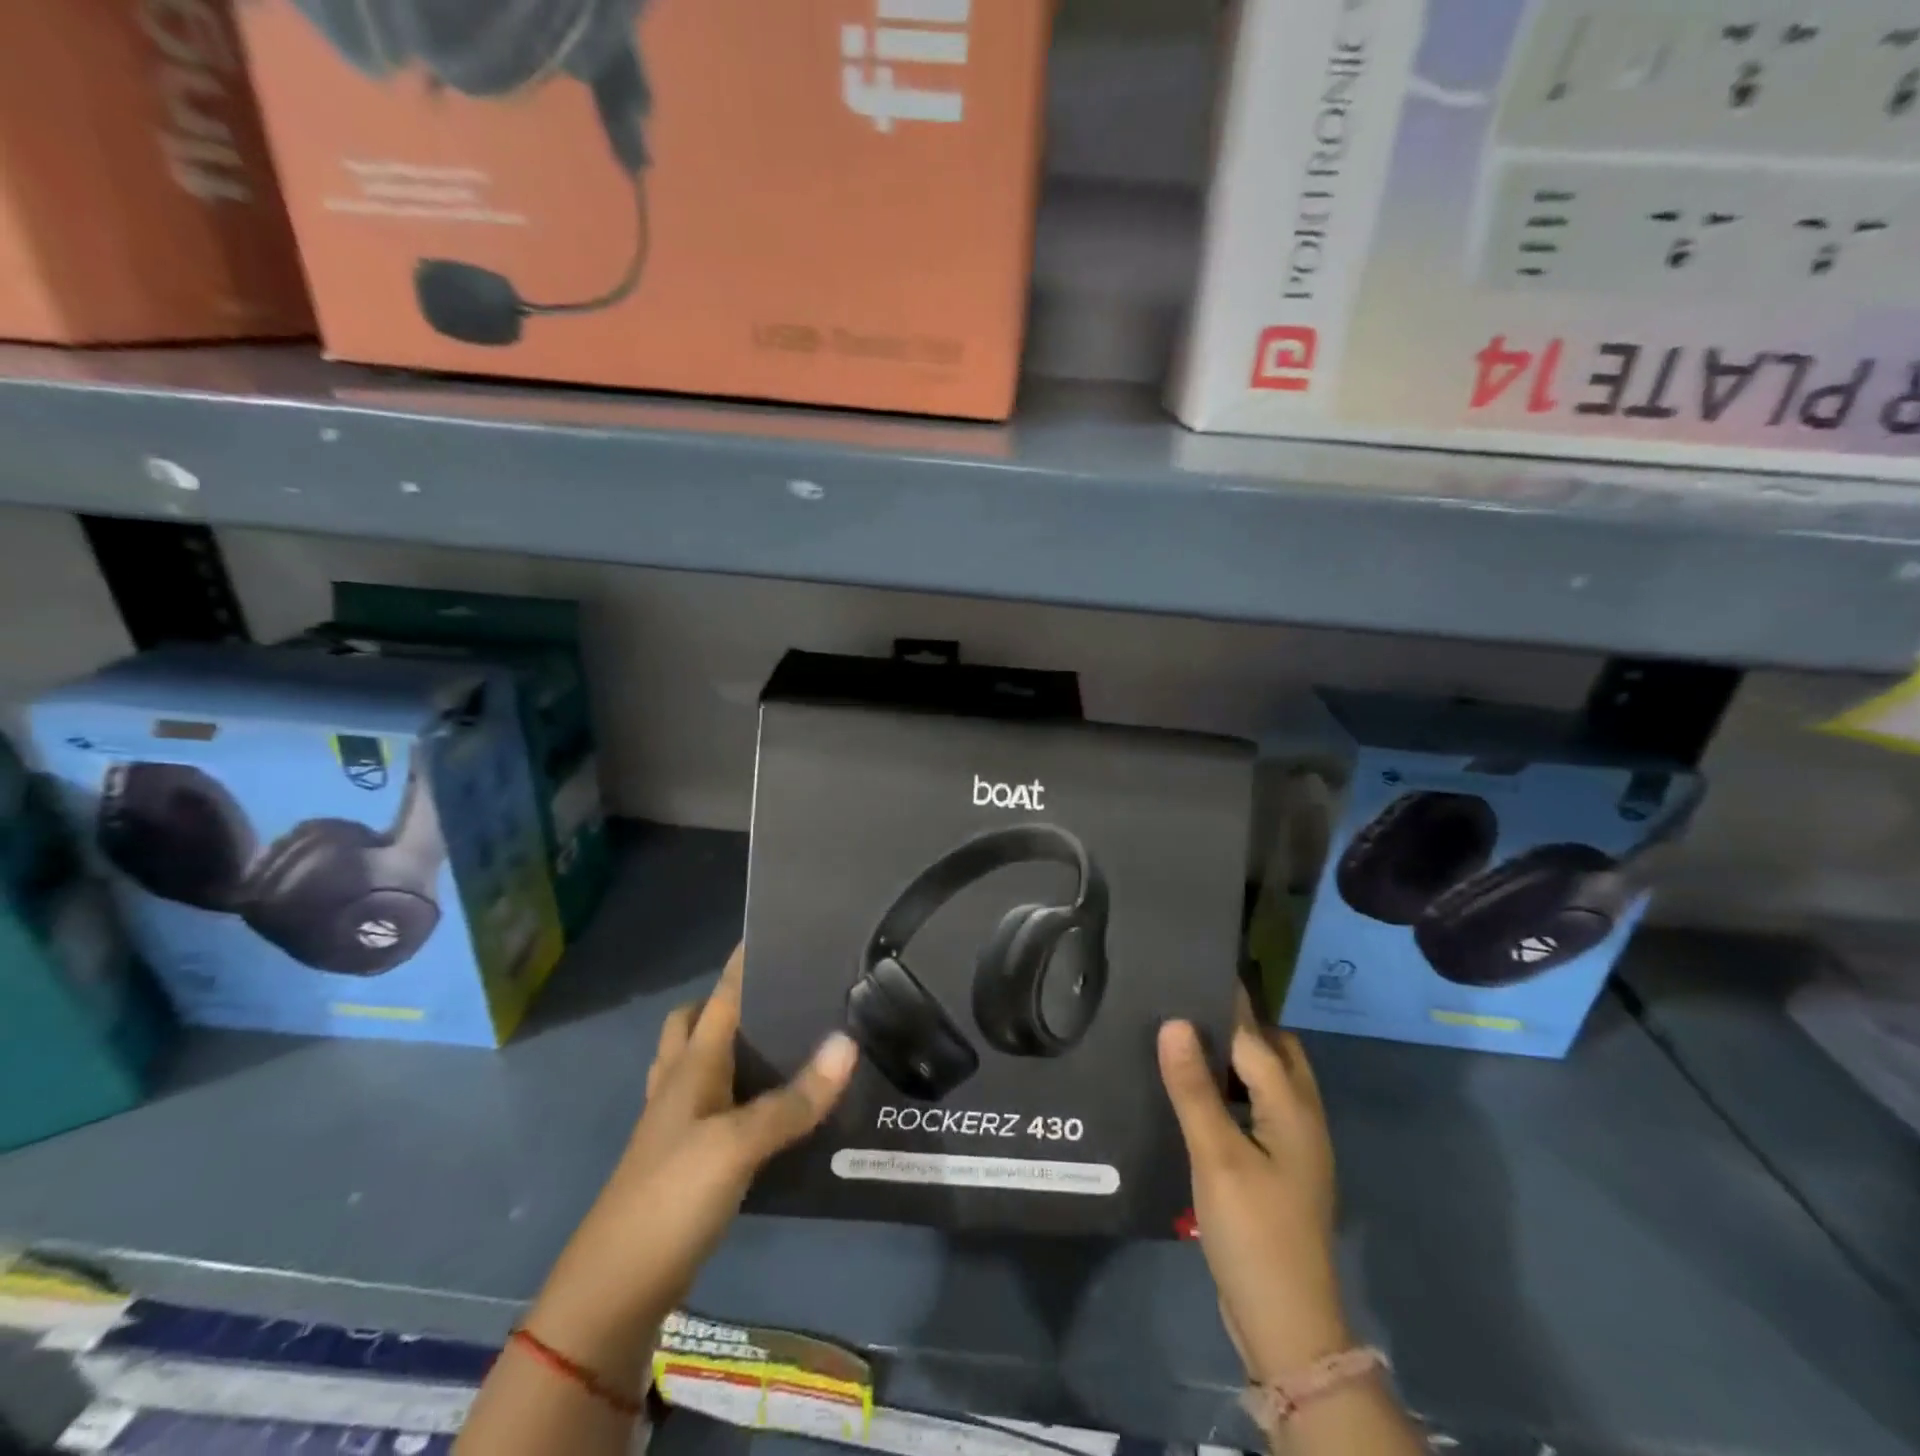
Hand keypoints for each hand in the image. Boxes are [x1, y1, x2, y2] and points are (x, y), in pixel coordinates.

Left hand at [528, 947, 858, 1368]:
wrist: (613, 1294)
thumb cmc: (670, 1200)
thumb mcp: (736, 1146)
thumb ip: (793, 1099)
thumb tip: (847, 1042)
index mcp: (689, 1067)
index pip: (719, 998)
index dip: (742, 963)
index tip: (774, 930)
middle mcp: (678, 1085)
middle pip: (694, 1025)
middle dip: (727, 1002)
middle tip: (781, 996)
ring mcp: (676, 1126)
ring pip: (699, 1065)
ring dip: (730, 1046)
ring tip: (783, 1041)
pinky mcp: (685, 1161)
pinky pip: (712, 1106)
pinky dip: (737, 1093)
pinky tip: (770, 1107)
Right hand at [1158, 990, 1348, 1383]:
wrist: (1287, 1325)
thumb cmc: (1254, 1233)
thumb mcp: (1217, 1157)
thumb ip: (1194, 1088)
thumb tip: (1174, 1022)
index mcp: (1293, 1107)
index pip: (1254, 1036)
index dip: (1224, 1002)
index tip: (1192, 965)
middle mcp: (1302, 1117)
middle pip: (1275, 1051)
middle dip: (1239, 1022)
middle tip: (1185, 1001)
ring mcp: (1294, 1146)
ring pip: (1267, 1080)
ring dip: (1236, 1055)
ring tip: (1185, 1037)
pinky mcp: (1279, 1169)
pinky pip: (1257, 1106)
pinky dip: (1233, 1087)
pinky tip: (1197, 1092)